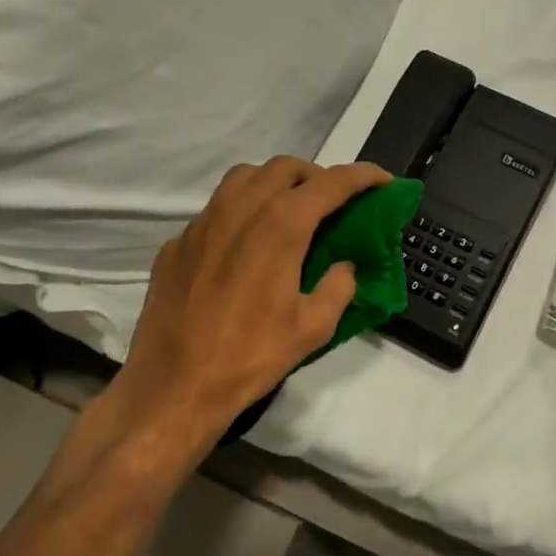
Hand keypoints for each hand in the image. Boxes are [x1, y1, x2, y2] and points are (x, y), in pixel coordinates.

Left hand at [106, 157, 392, 451]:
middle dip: (317, 175)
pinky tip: (245, 245)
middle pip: (285, 168)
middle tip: (333, 200)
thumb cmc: (250, 357)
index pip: (330, 183)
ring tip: (290, 208)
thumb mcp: (313, 328)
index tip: (382, 179)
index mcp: (280, 227)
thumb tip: (343, 265)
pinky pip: (216, 208)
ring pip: (244, 177)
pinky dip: (241, 211)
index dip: (362, 176)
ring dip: (275, 182)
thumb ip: (338, 286)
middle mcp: (240, 211)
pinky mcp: (178, 243)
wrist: (173, 388)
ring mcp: (203, 224)